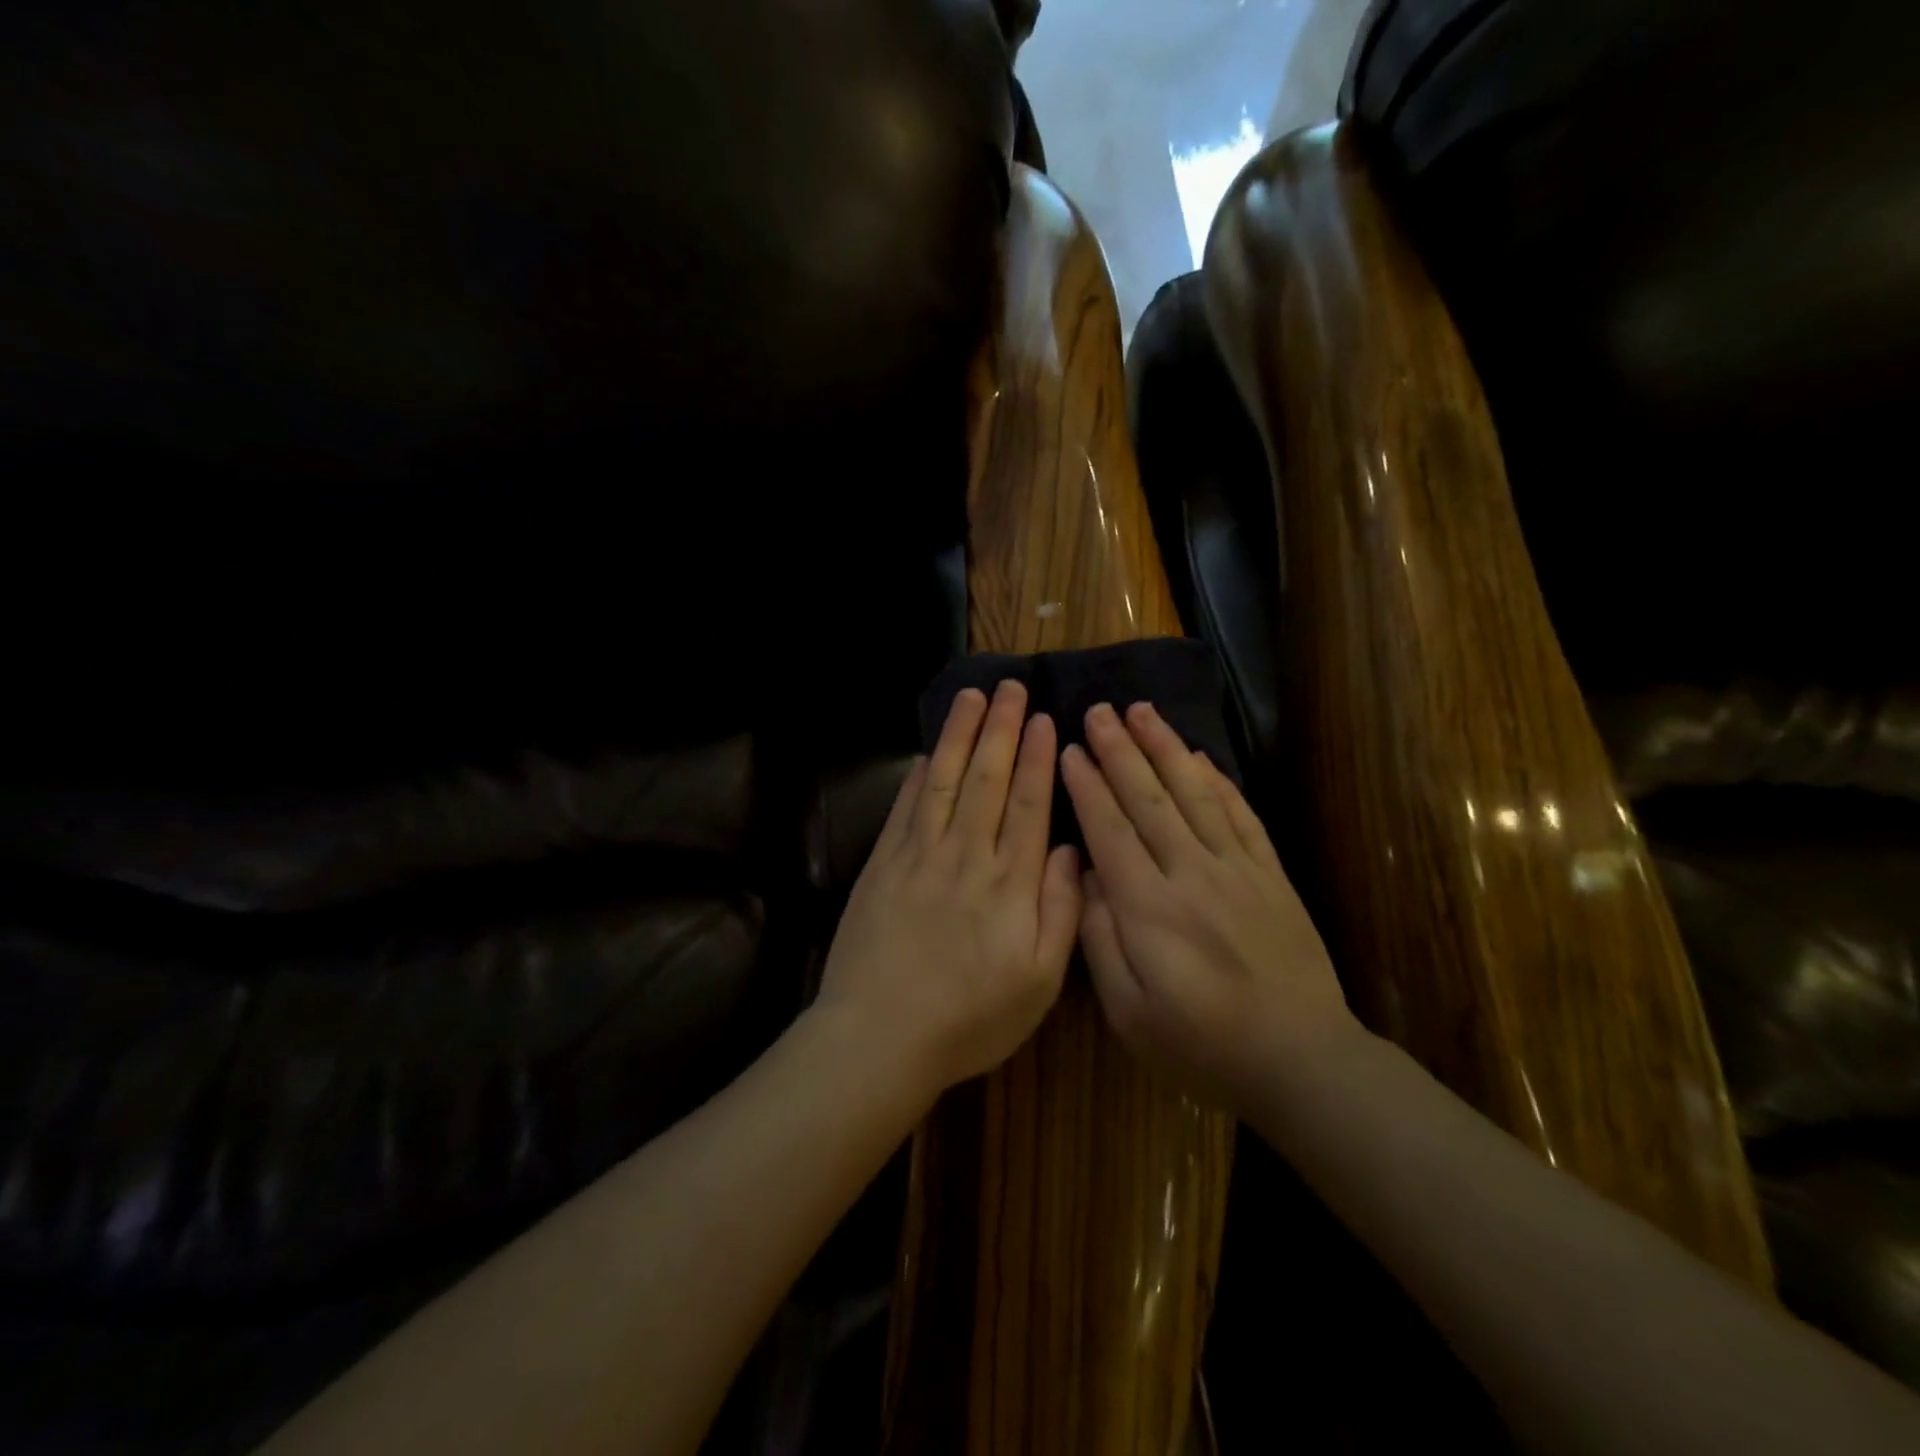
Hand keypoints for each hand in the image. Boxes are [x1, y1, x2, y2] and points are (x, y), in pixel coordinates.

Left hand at [816, 680, 1082, 1095]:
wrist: (879, 1036)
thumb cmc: (969, 1018)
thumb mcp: (1038, 983)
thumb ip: (1060, 911)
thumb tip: (1069, 850)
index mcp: (1009, 883)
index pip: (1028, 805)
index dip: (1037, 759)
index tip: (1044, 720)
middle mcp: (965, 856)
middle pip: (988, 779)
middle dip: (1001, 729)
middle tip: (1010, 687)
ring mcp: (918, 856)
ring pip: (946, 781)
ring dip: (961, 736)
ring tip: (972, 697)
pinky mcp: (882, 865)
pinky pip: (906, 808)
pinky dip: (920, 775)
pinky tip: (930, 753)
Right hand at [1060, 700, 1356, 1111]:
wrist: (1300, 1061)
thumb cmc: (1201, 1046)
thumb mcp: (1129, 1013)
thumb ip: (1100, 938)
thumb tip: (1087, 874)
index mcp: (1148, 908)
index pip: (1109, 829)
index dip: (1087, 785)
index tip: (1070, 748)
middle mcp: (1191, 874)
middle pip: (1148, 798)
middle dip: (1120, 750)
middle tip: (1099, 710)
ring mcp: (1236, 869)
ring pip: (1194, 793)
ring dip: (1165, 748)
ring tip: (1143, 711)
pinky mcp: (1270, 874)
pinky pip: (1240, 814)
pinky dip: (1218, 779)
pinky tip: (1200, 755)